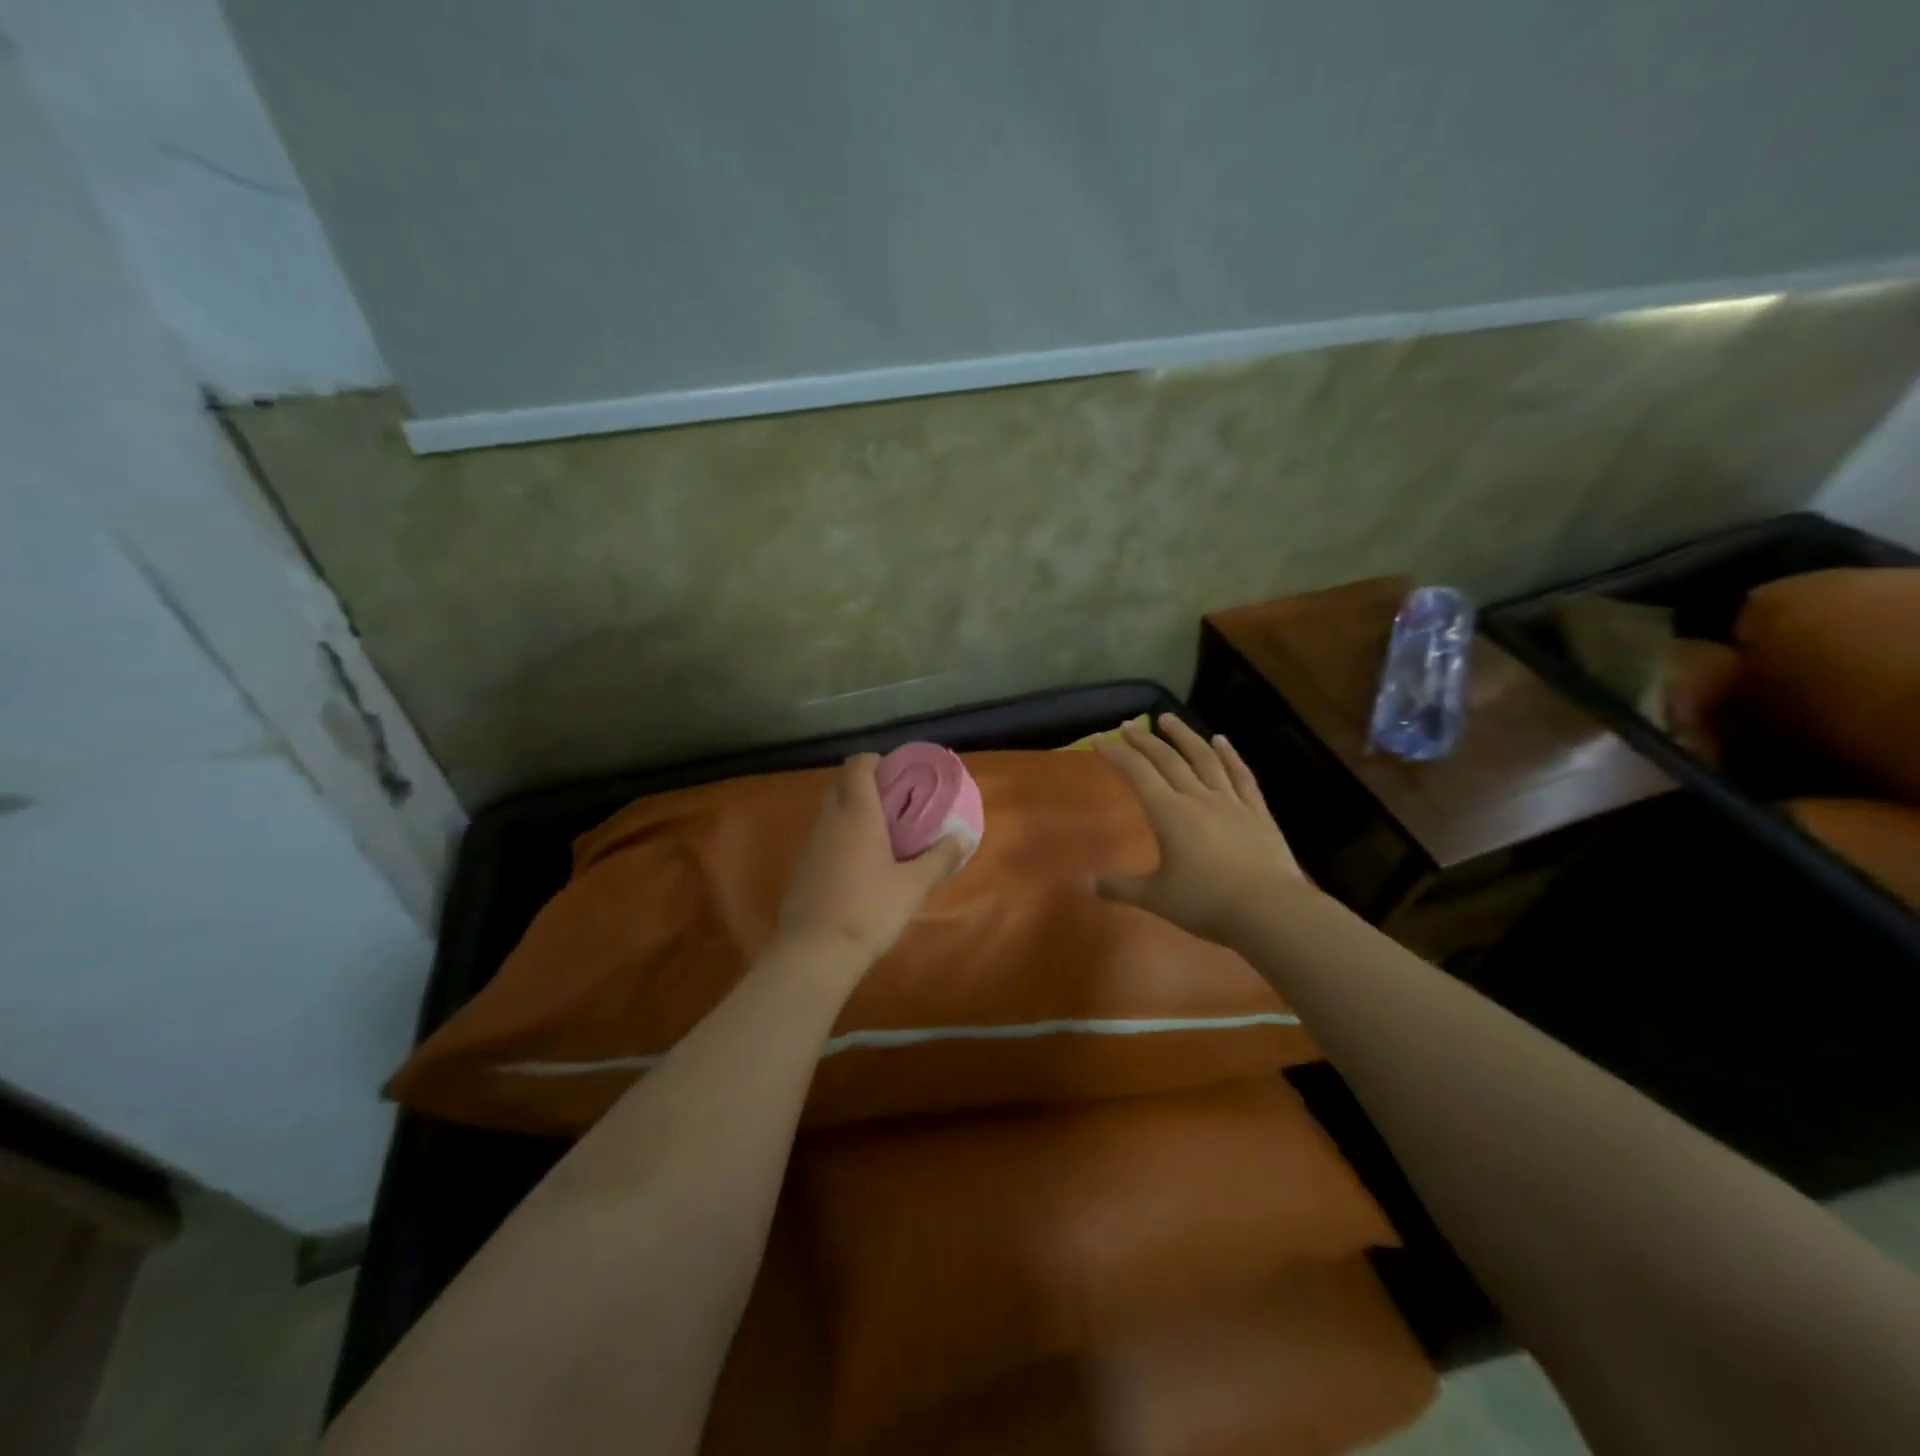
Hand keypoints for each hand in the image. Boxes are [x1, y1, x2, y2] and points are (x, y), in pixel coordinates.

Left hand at [775, 753, 966, 967]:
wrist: (815, 953)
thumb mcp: (914, 885)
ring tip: (882, 836)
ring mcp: (811, 845)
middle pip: (841, 785)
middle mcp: (830, 820)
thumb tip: (964, 836)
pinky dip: (841, 839)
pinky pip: (823, 839)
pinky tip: (859, 867)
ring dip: (852, 814)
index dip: (875, 761)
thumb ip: (940, 857)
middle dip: (865, 786)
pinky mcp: (802, 869)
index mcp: (857, 813)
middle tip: (895, 805)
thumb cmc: (870, 909)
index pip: (857, 765)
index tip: (897, 775)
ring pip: (830, 813)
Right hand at [1094, 714, 1305, 945]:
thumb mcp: (1156, 898)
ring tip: (1169, 718)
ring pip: (1204, 758)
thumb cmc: (1206, 903)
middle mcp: (1197, 798)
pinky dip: (1230, 755)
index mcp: (1169, 814)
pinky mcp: (1257, 812)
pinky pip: (1241, 775)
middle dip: (1144, 740)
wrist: (1270, 910)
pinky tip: (1222, 740)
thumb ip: (1121, 887)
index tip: (1099, 738)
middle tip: (1128, 724)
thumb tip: (1087, 884)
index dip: (1116, 753)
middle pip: (1167, 759)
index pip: (1137, 773)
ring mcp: (1231, 801)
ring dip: (1184, 735)